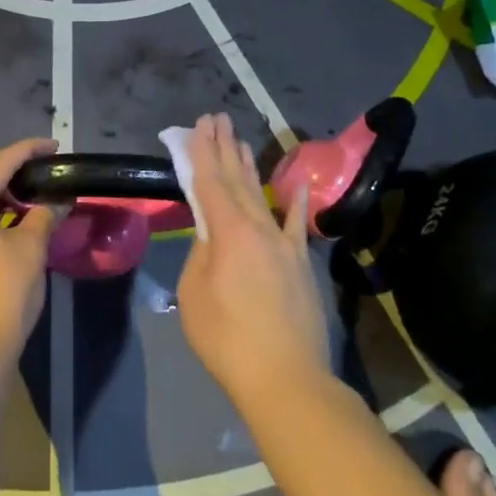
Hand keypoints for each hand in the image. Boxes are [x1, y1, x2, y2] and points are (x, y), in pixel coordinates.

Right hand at [176, 114, 330, 402]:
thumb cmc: (227, 338)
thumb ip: (202, 256)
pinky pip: (295, 225)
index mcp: (228, 233)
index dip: (201, 152)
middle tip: (216, 118)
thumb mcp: (195, 294)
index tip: (197, 125)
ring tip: (240, 139)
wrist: (285, 377)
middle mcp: (259, 228)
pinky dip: (295, 202)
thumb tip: (212, 239)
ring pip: (261, 196)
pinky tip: (295, 184)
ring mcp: (284, 245)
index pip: (210, 182)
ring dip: (248, 166)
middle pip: (237, 180)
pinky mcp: (300, 265)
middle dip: (224, 147)